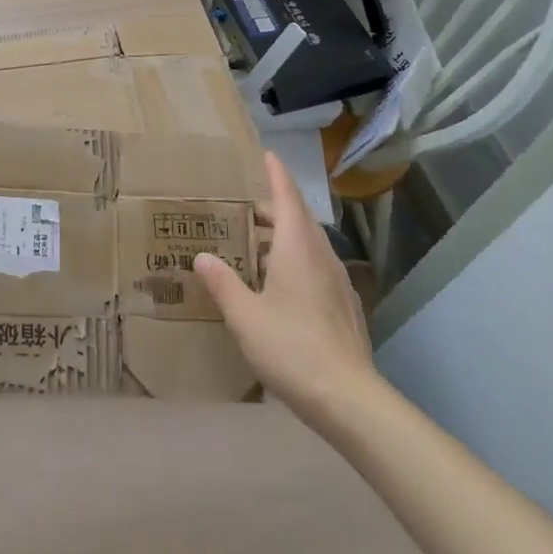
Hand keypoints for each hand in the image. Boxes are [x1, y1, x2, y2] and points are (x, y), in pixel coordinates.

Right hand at [194, 151, 378, 427]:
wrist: (349, 399)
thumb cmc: (291, 348)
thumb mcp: (244, 315)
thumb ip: (222, 283)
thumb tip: (203, 257)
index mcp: (297, 249)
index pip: (287, 199)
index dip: (277, 175)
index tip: (268, 154)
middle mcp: (321, 257)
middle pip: (300, 219)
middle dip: (277, 206)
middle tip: (248, 205)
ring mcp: (338, 283)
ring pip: (310, 244)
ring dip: (286, 235)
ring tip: (258, 243)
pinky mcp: (345, 307)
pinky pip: (317, 266)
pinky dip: (296, 259)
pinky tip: (280, 283)